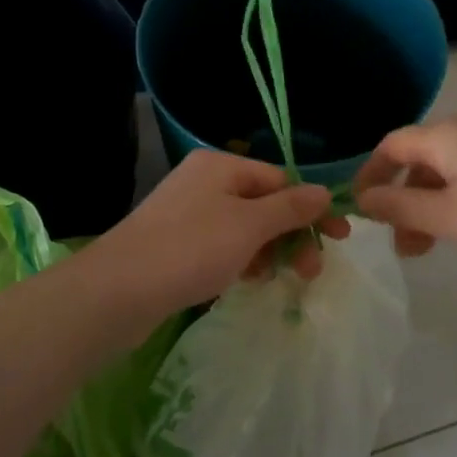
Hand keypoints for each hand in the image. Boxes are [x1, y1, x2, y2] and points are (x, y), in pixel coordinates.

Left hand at [88, 151, 348, 321]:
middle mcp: (203, 182)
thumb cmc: (191, 248)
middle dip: (291, 235)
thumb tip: (324, 192)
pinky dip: (241, 259)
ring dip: (268, 250)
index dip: (310, 208)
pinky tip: (248, 280)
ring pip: (243, 228)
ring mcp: (187, 213)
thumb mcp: (250, 226)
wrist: (118, 291)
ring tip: (278, 279)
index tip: (338, 238)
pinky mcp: (175, 243)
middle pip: (263, 204)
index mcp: (221, 165)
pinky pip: (221, 245)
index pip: (280, 179)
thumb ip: (290, 208)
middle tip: (312, 272)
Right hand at [353, 117, 456, 264]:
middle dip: (400, 201)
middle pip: (417, 162)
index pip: (390, 146)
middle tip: (399, 244)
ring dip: (427, 208)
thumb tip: (363, 199)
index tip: (358, 210)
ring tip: (429, 250)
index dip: (369, 175)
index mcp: (443, 137)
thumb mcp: (447, 217)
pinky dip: (454, 205)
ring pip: (445, 175)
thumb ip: (400, 207)